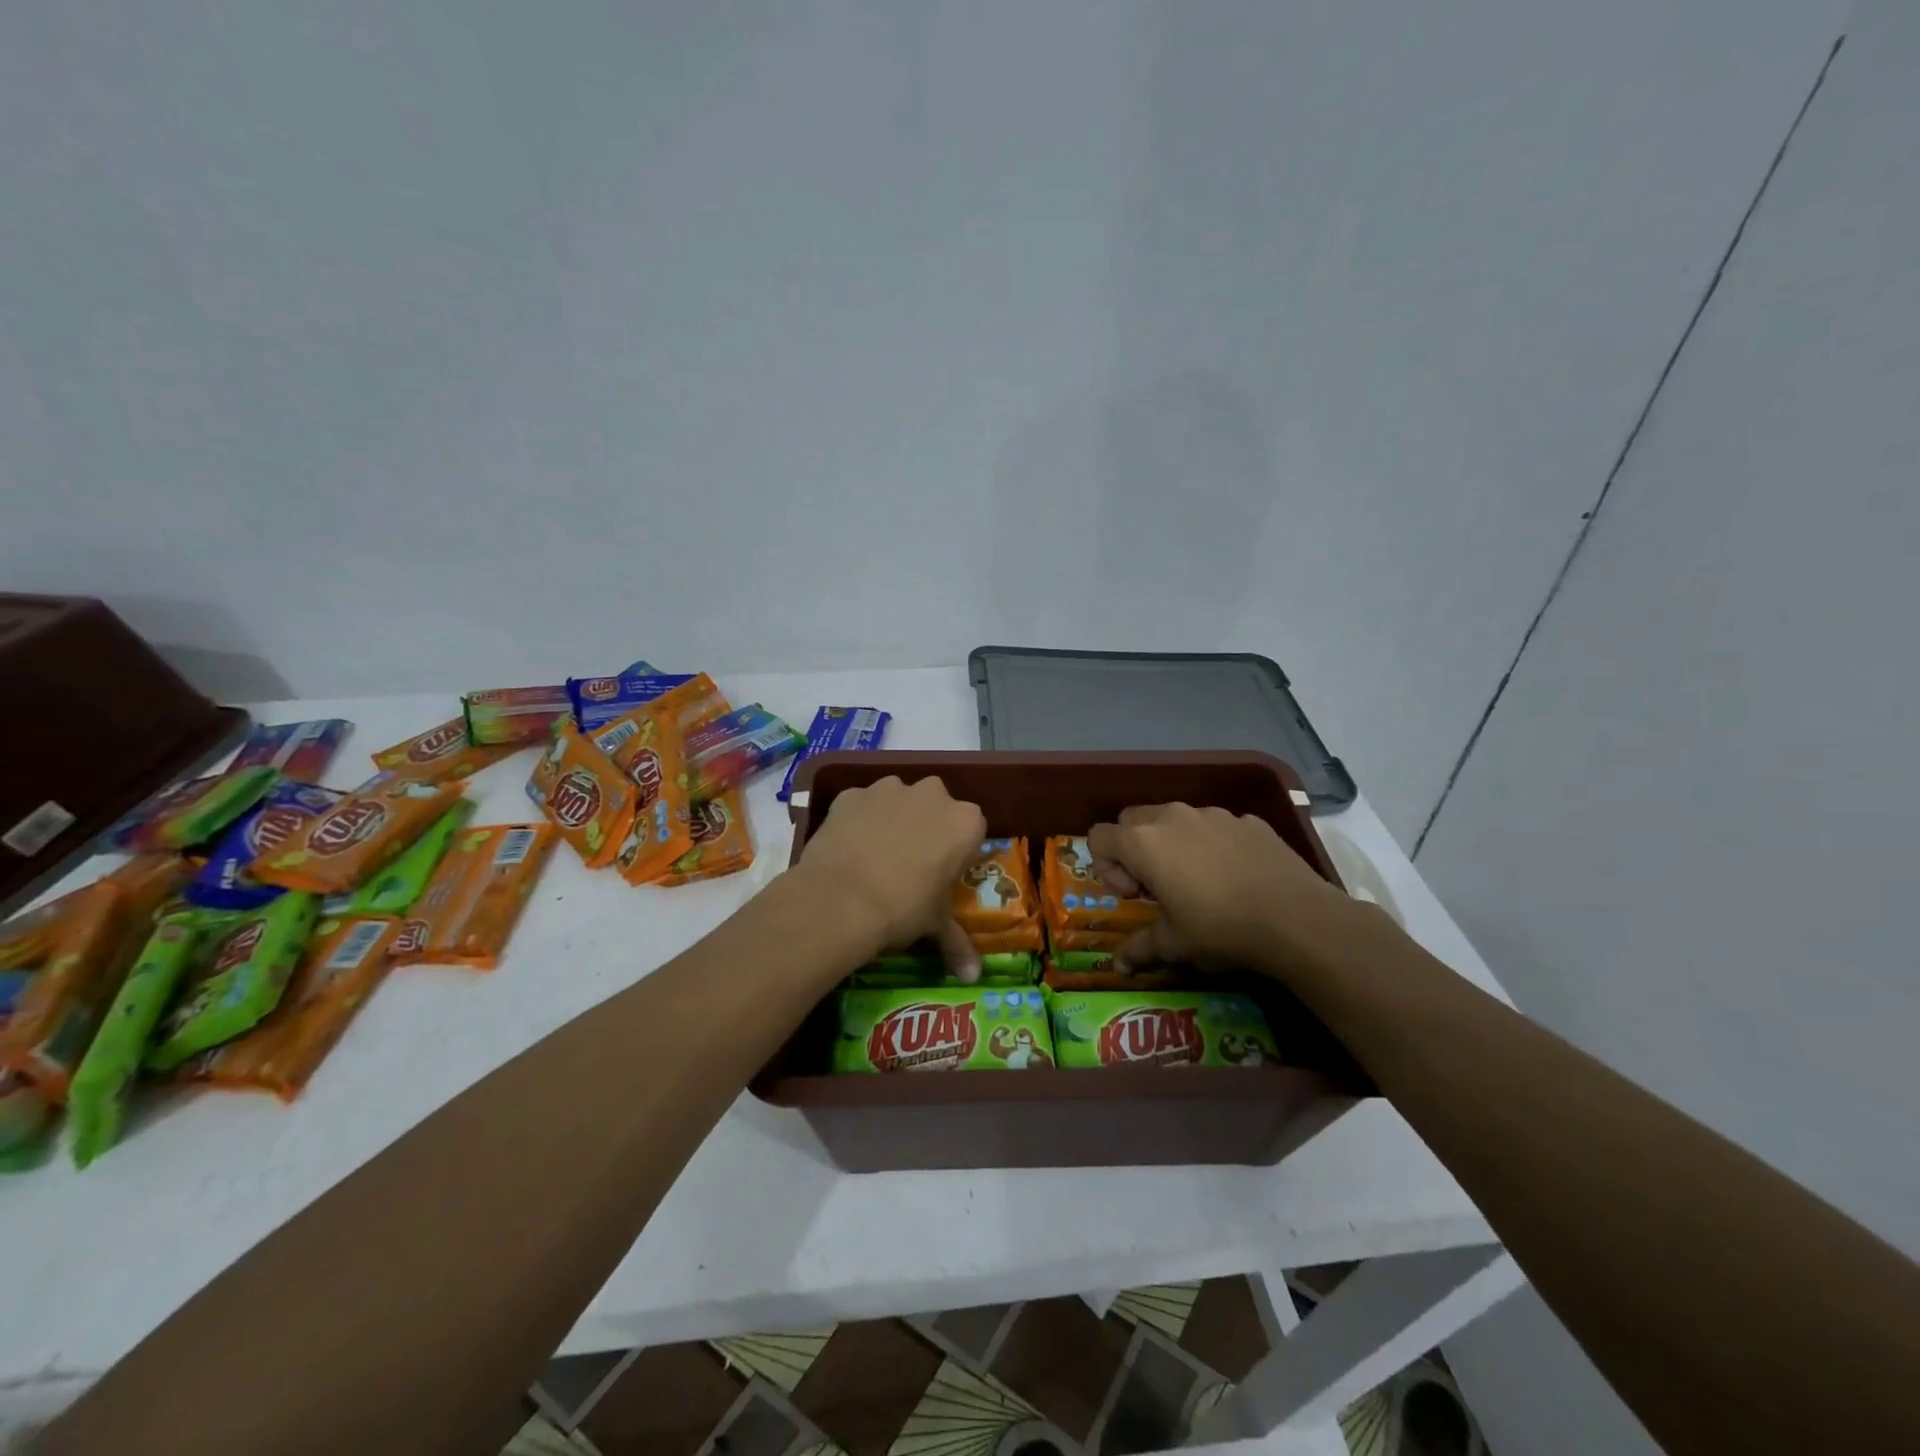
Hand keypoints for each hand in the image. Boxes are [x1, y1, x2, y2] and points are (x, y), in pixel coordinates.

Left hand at [795, 775, 988, 979]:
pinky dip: (857, 820)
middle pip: (935, 807)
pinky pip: (860, 805)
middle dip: (926, 828)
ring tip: (875, 856)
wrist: (841, 899)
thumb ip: (957, 943)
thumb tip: (973, 977)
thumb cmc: (903, 909)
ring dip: (892, 819)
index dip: (956, 852)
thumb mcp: (934, 926)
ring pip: (897, 800)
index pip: (970, 831)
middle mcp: (933, 794)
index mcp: (965, 822)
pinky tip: (848, 848)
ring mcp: (889, 789)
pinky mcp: (851, 793)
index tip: (941, 873)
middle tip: (910, 864)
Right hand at [1087, 804, 1355, 981]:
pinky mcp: (1246, 819)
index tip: (1133, 895)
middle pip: (1131, 819)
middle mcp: (1171, 817)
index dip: (1106, 866)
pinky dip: (1212, 845)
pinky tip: (1235, 877)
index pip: (1099, 837)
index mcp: (1142, 843)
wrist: (1296, 918)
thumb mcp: (1174, 944)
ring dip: (1172, 844)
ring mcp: (1211, 814)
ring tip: (1198, 881)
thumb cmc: (1220, 928)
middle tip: (1156, 886)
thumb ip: (1139, 948)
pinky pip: (1214, 826)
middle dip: (1134, 849)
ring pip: (1174, 819)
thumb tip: (1117, 966)